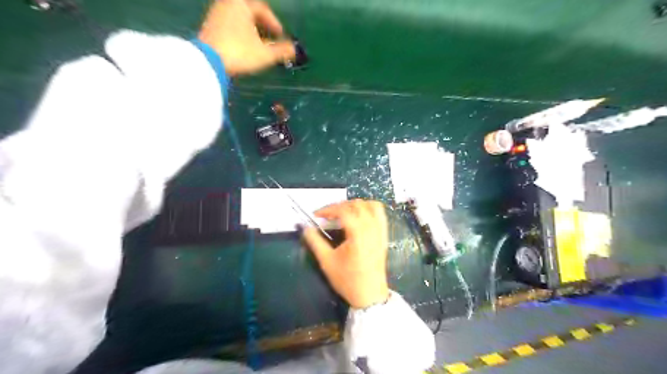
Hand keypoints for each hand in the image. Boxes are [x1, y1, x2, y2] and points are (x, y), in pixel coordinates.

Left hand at [197, 0, 296, 74]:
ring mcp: (215, 14)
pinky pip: (229, 25)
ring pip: (239, 19)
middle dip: (262, 26)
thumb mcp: (265, 53)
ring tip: (258, 46)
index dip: (274, 23)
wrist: (208, 61)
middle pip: (249, 12)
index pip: (262, 8)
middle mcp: (227, 3)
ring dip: (251, 31)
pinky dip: (240, 34)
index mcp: (241, 4)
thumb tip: (295, 50)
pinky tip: (244, 48)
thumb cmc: (240, 52)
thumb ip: (281, 50)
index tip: (280, 35)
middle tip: (270, 39)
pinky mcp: (209, 27)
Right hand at [303, 200, 392, 307]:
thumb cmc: (347, 279)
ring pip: (370, 205)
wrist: (369, 295)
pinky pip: (380, 213)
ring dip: (355, 205)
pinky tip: (359, 216)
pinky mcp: (384, 235)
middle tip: (327, 215)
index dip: (328, 210)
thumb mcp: (327, 261)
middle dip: (339, 206)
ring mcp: (380, 231)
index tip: (316, 216)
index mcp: (358, 234)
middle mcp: (371, 228)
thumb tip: (305, 227)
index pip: (343, 211)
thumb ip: (315, 241)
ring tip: (342, 213)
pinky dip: (369, 208)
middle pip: (356, 204)